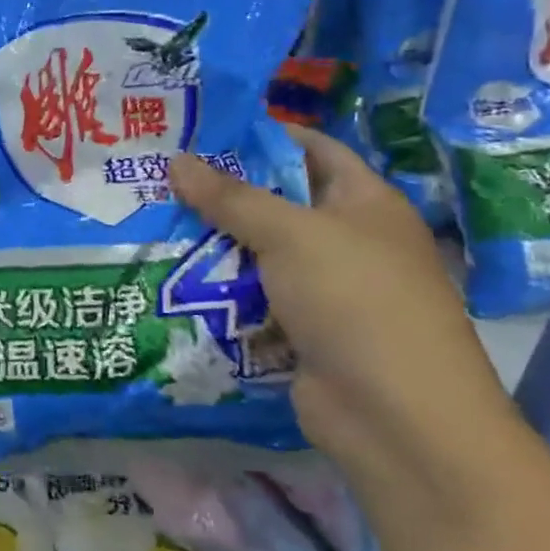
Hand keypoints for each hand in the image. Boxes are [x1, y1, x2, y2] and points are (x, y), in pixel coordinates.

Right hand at [169, 127, 519, 482]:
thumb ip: (231, 197)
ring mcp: (325, 290)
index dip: (262, 135)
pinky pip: (252, 297)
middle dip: (222, 192)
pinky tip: (171, 276)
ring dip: (214, 243)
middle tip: (160, 177)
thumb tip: (177, 160)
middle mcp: (348, 241)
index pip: (312, 149)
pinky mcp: (302, 331)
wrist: (397, 419)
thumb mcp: (291, 235)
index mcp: (365, 204)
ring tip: (152, 221)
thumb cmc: (356, 302)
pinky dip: (219, 289)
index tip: (202, 130)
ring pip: (259, 253)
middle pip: (277, 203)